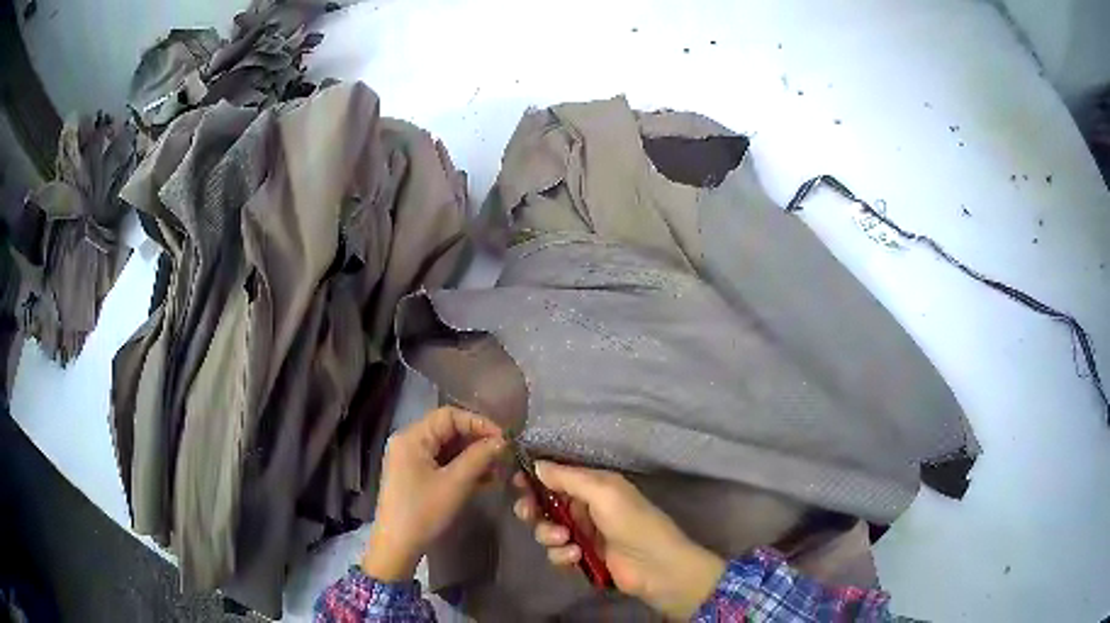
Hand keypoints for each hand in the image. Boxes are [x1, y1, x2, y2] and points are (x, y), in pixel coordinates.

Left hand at [362, 407, 505, 580]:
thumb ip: (479, 458)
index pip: (449, 415)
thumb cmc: (424, 512)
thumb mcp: (455, 484)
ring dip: (473, 456)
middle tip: (504, 455)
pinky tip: (485, 480)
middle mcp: (409, 442)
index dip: (479, 423)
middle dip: (477, 441)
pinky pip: (442, 463)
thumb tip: (502, 441)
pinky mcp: (415, 476)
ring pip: (447, 448)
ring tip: (498, 469)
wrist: (398, 546)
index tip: (504, 440)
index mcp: (412, 437)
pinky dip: (462, 469)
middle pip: (448, 430)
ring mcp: (410, 460)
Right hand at [512, 462, 725, 619]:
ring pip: (547, 530)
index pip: (556, 476)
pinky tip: (576, 555)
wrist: (656, 566)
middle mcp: (585, 507)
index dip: (534, 478)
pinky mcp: (582, 557)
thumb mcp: (603, 492)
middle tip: (529, 513)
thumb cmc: (632, 522)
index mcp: (593, 485)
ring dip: (549, 534)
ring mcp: (583, 534)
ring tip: (566, 540)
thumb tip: (536, 465)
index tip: (516, 483)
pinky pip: (557, 553)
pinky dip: (561, 554)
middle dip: (533, 509)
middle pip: (545, 504)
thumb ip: (568, 478)